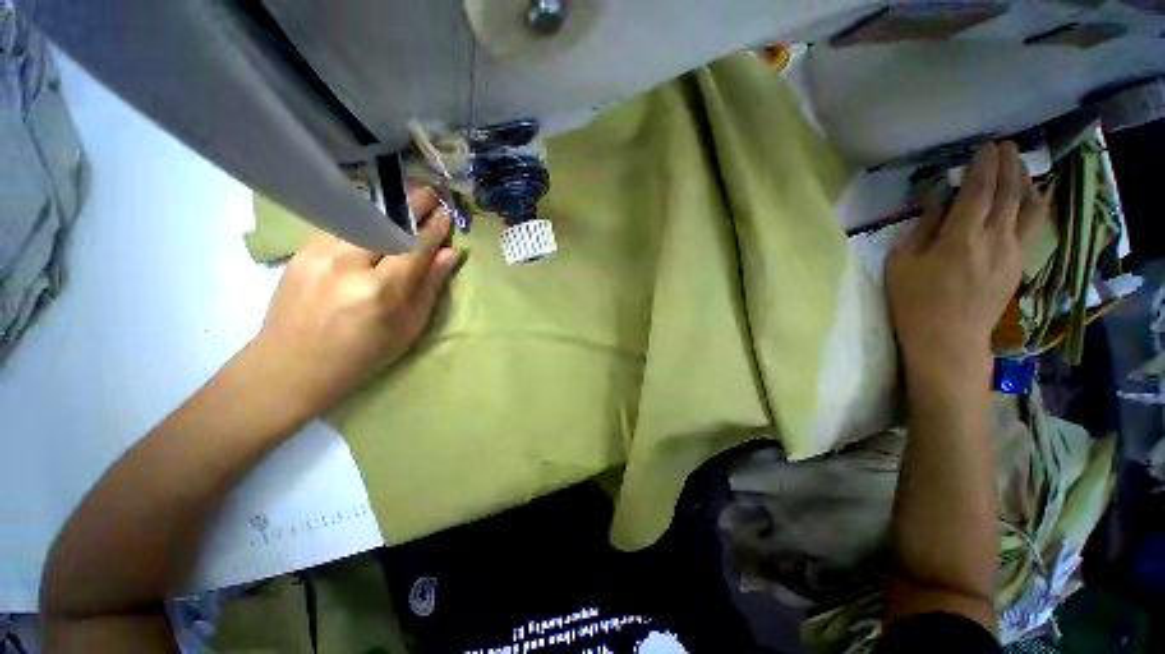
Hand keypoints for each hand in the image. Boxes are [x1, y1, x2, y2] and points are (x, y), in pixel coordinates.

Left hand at [247, 187, 459, 418]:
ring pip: (360, 216)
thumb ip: (430, 287)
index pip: (415, 246)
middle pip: (386, 221)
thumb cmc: (363, 354)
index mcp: (382, 291)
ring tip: (405, 199)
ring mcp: (320, 254)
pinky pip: (339, 224)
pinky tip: (373, 216)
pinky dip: (362, 216)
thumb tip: (450, 254)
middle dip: (412, 202)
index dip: (434, 227)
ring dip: (387, 205)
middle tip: (431, 191)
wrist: (293, 365)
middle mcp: (349, 265)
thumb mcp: (409, 327)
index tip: (446, 213)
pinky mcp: (302, 251)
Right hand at [887, 142, 1047, 383]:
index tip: (985, 146)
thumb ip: (922, 228)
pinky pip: (1033, 226)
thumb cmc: (914, 302)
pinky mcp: (1018, 265)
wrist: (948, 340)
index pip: (978, 190)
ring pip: (1028, 207)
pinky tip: (1032, 197)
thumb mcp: (902, 264)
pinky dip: (1034, 205)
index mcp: (961, 237)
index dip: (983, 165)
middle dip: (1008, 165)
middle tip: (1006, 146)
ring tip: (1021, 165)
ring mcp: (1012, 252)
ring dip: (1025, 182)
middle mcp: (994, 238)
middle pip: (1008, 193)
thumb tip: (936, 200)